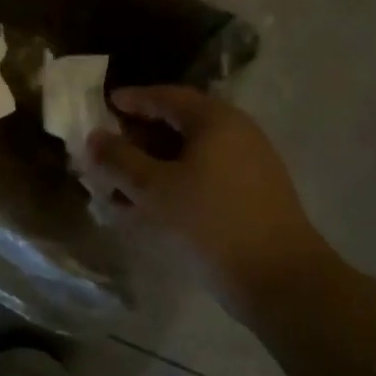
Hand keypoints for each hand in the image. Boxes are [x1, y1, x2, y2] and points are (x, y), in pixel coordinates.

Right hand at [87, 86, 337, 319]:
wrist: (280, 279)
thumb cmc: (210, 221)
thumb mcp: (153, 188)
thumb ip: (119, 159)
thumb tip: (95, 137)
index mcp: (214, 120)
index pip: (166, 96)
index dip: (132, 99)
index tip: (104, 105)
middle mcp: (236, 133)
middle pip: (178, 124)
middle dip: (139, 137)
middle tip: (107, 150)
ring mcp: (248, 165)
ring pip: (189, 154)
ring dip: (152, 165)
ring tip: (119, 186)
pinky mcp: (251, 196)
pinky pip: (202, 177)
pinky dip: (173, 183)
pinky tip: (148, 207)